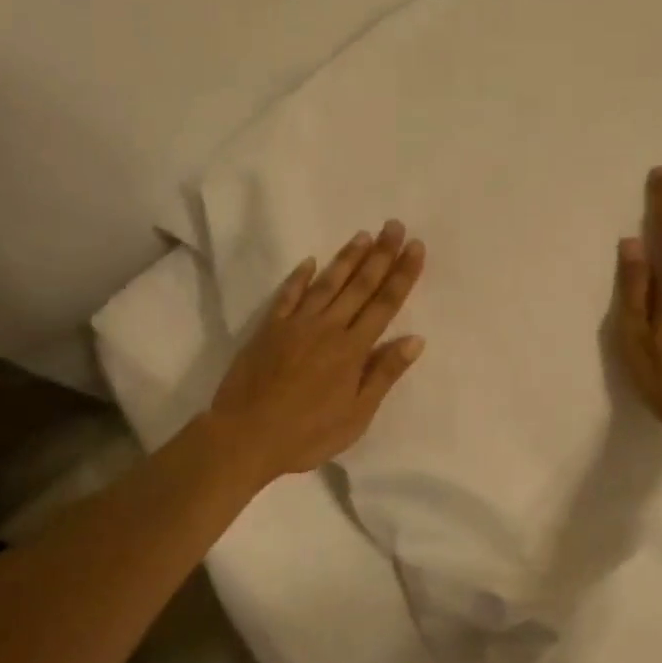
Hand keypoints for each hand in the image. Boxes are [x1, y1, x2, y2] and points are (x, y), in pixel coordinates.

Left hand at [209, 221, 427, 480]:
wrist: (245, 437)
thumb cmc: (307, 433)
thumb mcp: (357, 415)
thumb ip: (384, 374)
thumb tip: (415, 339)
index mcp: (353, 349)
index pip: (385, 303)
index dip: (402, 274)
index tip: (415, 247)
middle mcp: (328, 327)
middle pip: (360, 285)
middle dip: (381, 254)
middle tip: (394, 226)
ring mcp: (296, 324)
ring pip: (327, 283)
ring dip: (347, 258)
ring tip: (364, 234)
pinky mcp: (269, 329)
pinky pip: (287, 295)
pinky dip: (299, 277)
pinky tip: (310, 261)